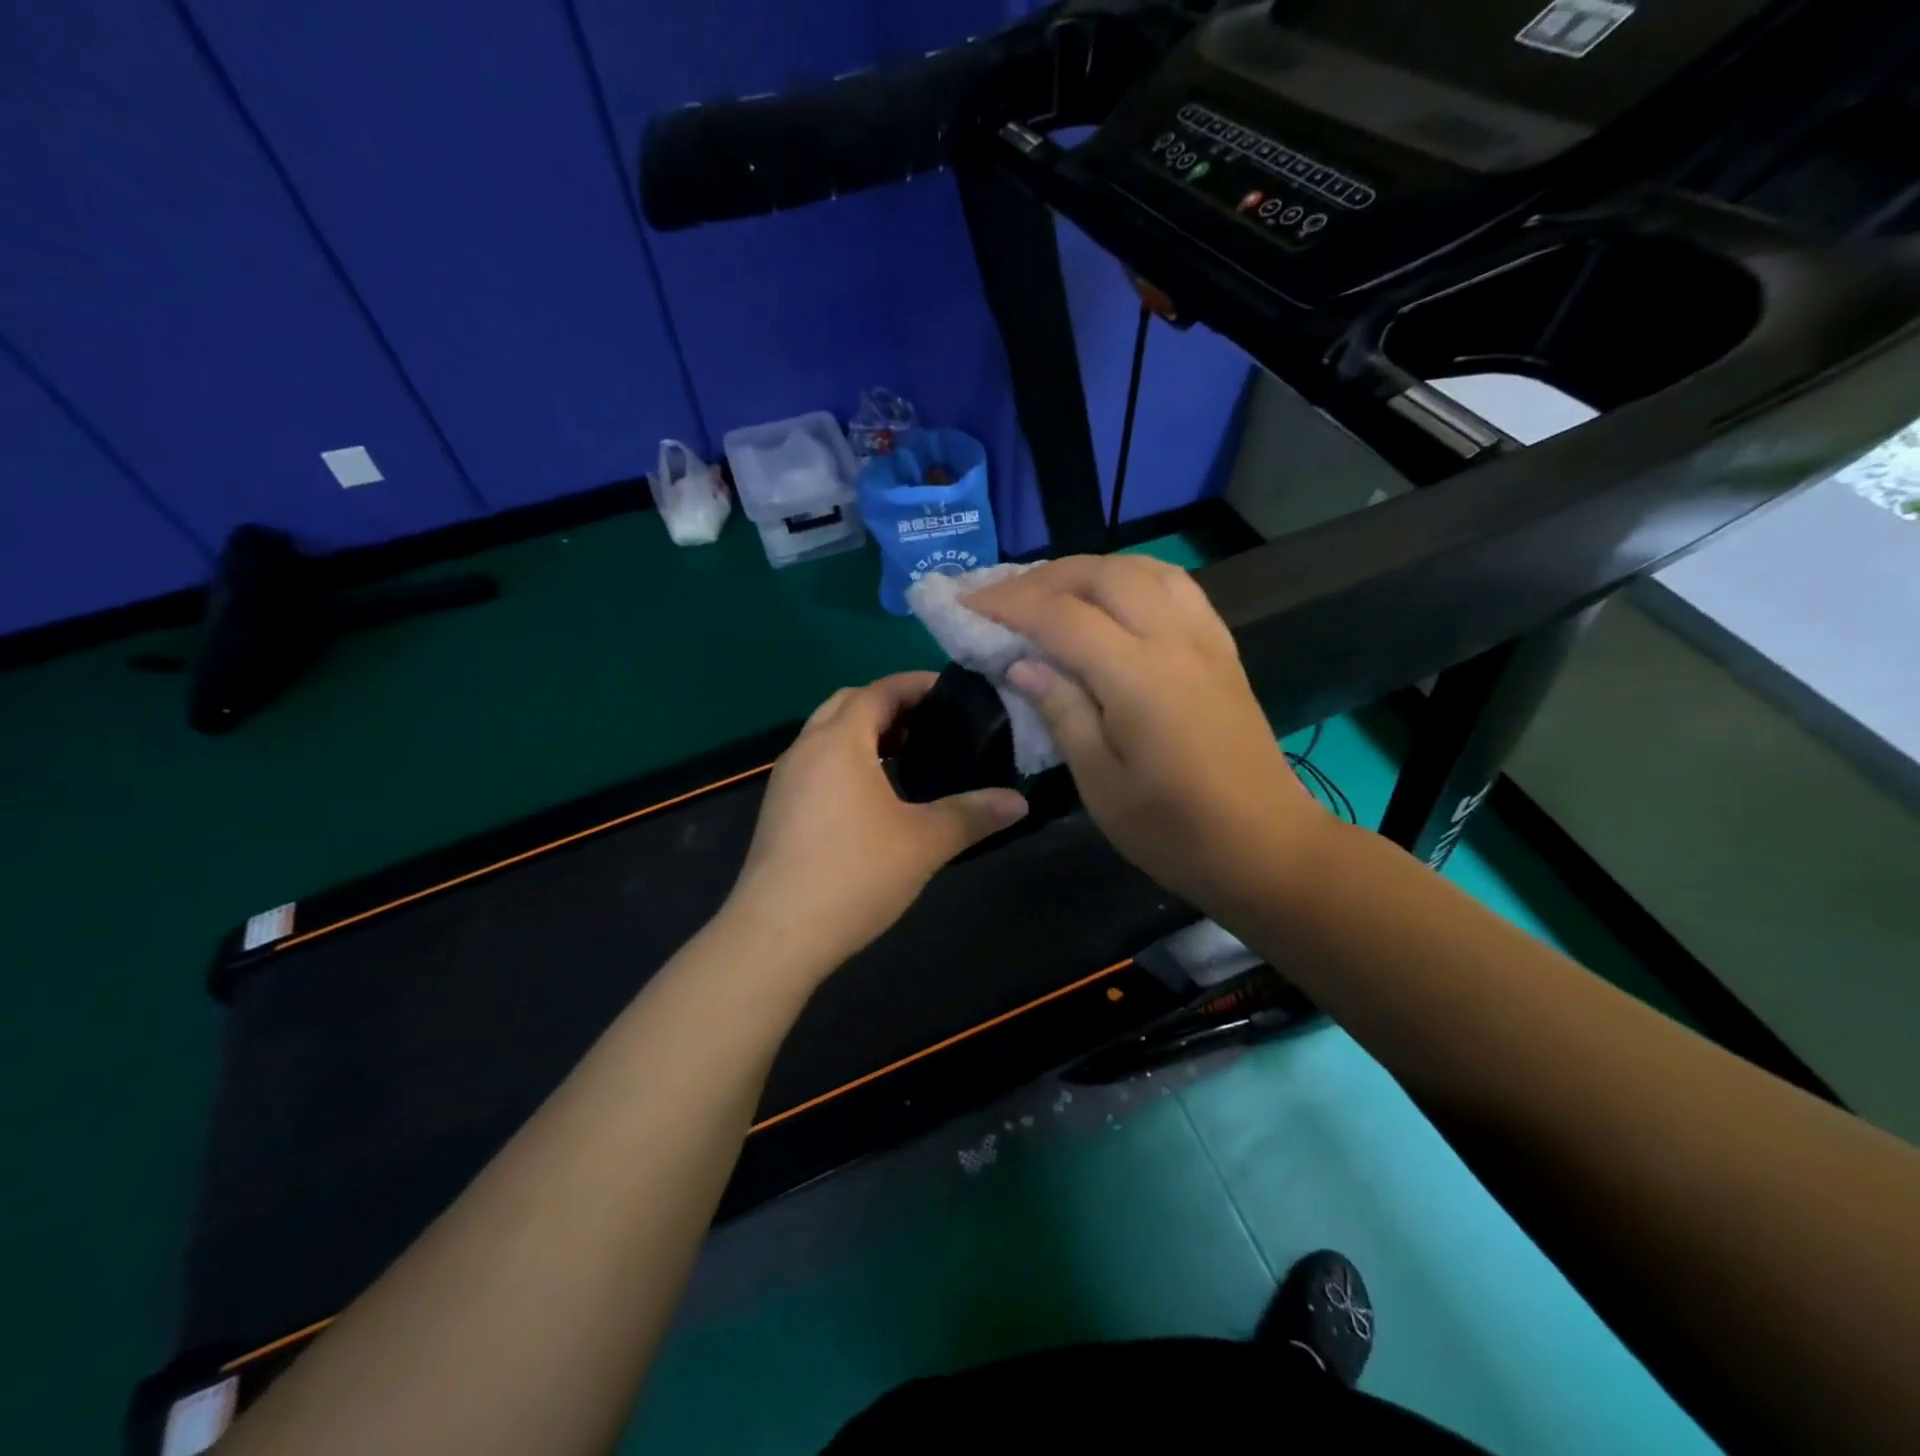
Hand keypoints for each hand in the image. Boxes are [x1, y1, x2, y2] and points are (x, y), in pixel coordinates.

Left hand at [722, 673, 1028, 975]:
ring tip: (908, 756)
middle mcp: (806, 749)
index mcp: (839, 742)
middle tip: (930, 724)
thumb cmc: (854, 874)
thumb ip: (973, 814)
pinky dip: (847, 761)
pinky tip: (874, 797)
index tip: (950, 692)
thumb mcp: (924, 842)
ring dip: (865, 734)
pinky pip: (817, 764)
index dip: (915, 685)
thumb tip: (1019, 801)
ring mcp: (786, 781)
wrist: (776, 935)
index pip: (878, 691)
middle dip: (889, 706)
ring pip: (827, 736)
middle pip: (847, 705)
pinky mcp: (779, 810)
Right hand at [967, 555, 1326, 913]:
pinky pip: (1176, 587)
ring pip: (1143, 568)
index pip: (1062, 616)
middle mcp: (1175, 640)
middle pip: (1103, 574)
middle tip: (1002, 598)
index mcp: (1139, 677)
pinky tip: (1113, 599)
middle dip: (1044, 577)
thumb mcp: (1101, 783)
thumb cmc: (1173, 830)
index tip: (967, 604)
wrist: (1265, 847)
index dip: (1009, 604)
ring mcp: (1205, 640)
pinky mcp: (1222, 650)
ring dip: (1089, 570)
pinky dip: (1132, 577)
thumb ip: (1061, 711)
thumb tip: (1022, 663)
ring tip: (1051, 591)